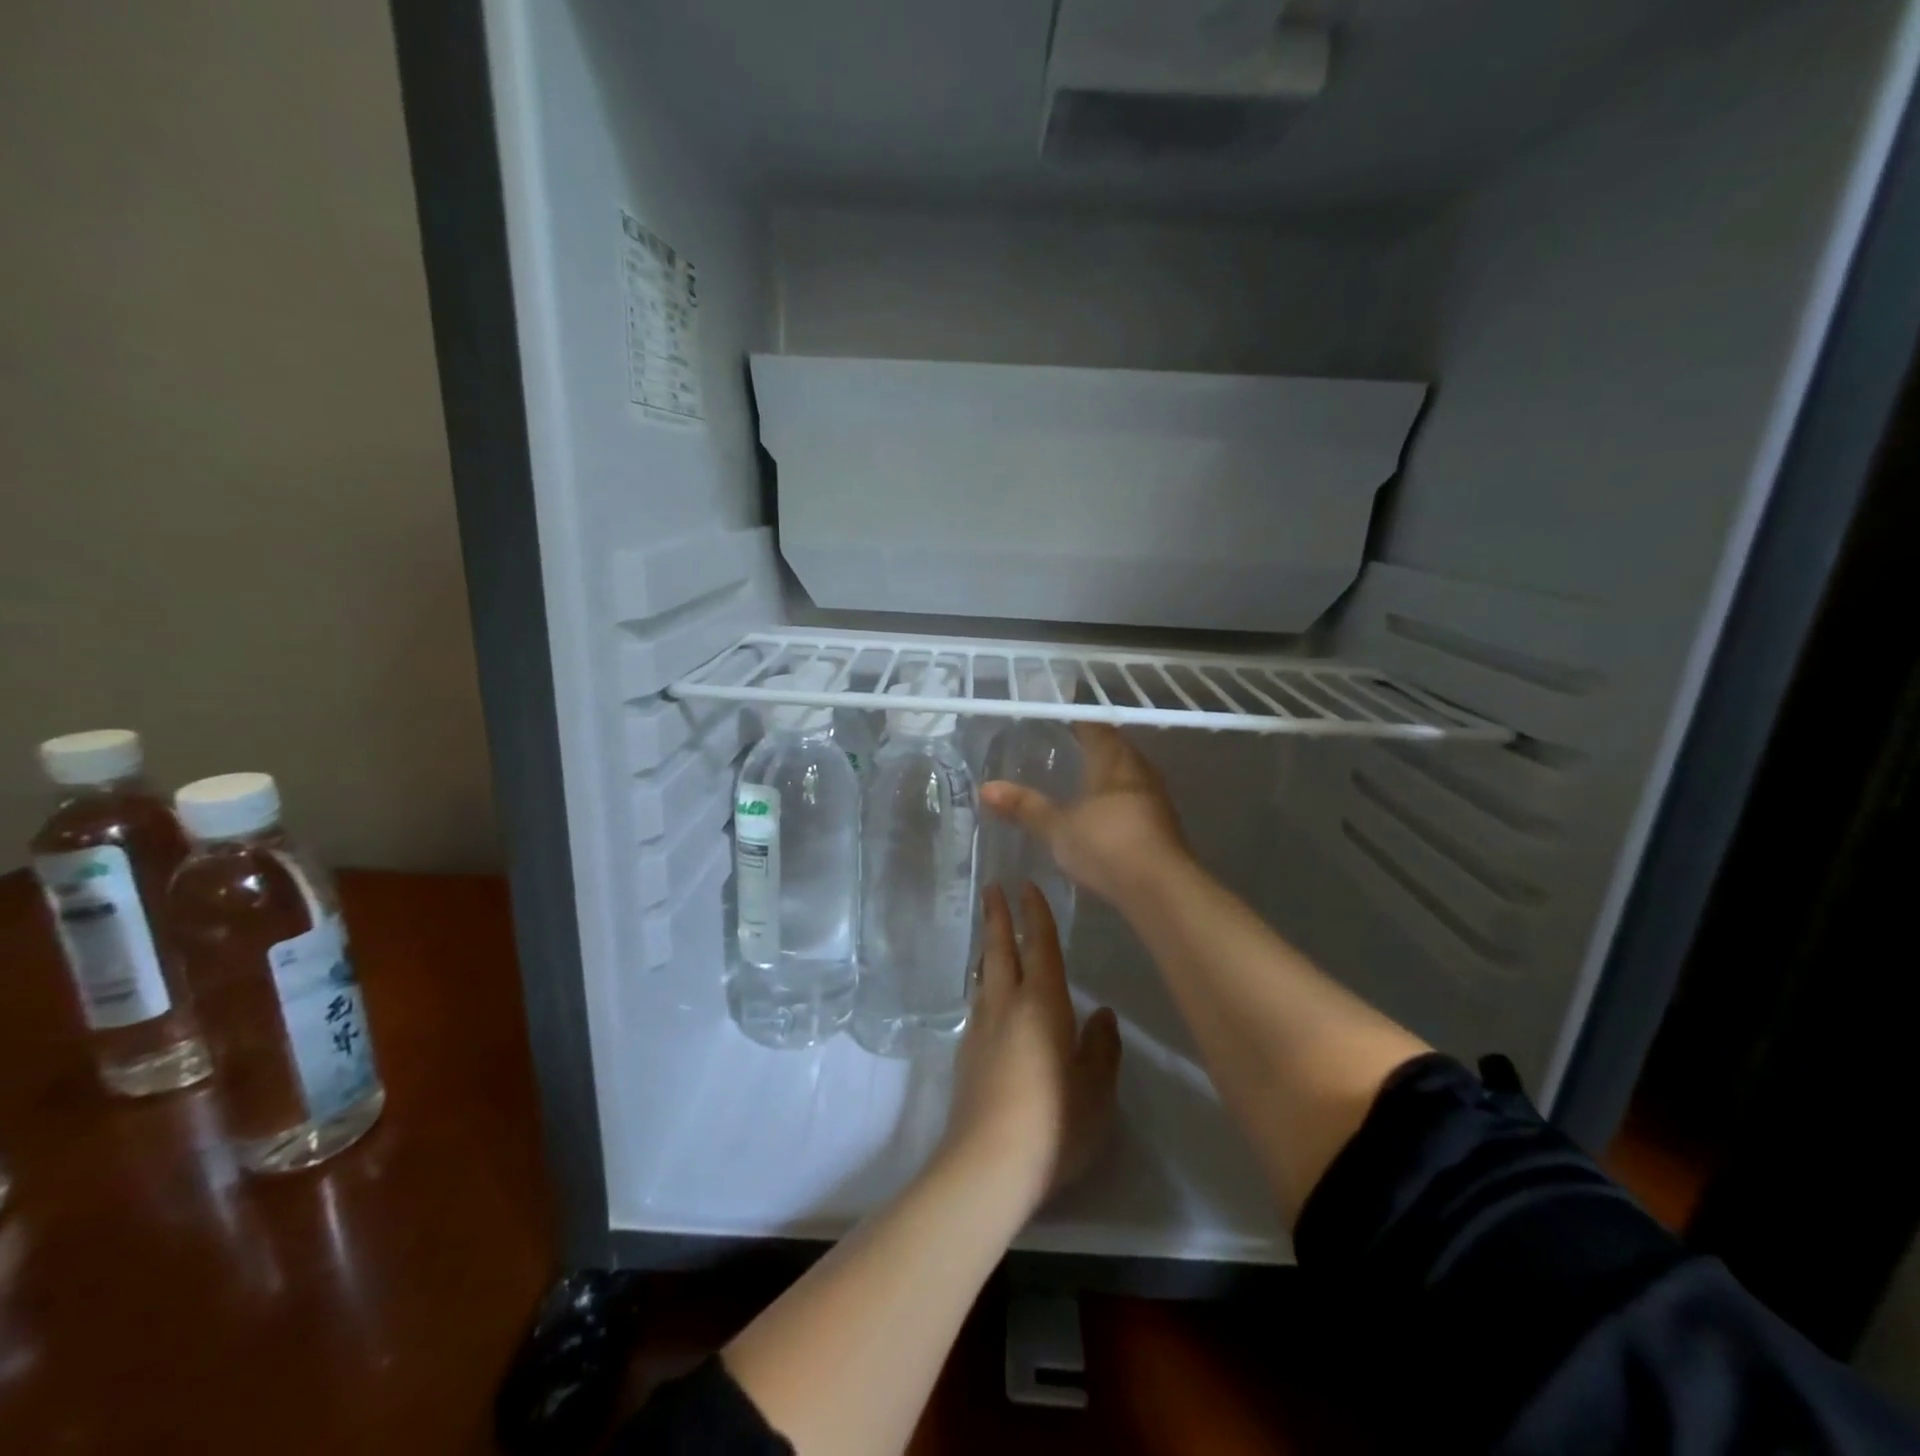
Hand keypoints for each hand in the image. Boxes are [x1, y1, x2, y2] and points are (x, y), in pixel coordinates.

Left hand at [940, 884, 1120, 1210]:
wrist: (987, 1164)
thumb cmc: (1054, 1124)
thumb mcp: (1095, 1089)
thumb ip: (1101, 1048)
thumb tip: (1101, 1013)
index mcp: (1042, 1005)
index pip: (1040, 948)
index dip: (1035, 915)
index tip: (1026, 886)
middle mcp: (1006, 1007)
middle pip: (1000, 951)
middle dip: (998, 917)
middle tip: (991, 888)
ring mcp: (980, 1031)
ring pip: (983, 976)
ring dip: (987, 950)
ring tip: (989, 937)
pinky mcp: (966, 1057)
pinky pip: (976, 1005)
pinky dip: (982, 986)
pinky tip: (987, 1000)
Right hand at [981, 724, 1189, 904]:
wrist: (1161, 889)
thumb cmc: (1106, 845)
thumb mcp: (1057, 827)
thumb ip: (1024, 806)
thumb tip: (985, 788)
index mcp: (1115, 760)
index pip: (1095, 728)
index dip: (1076, 723)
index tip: (1055, 725)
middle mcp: (1139, 770)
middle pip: (1115, 749)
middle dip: (1091, 749)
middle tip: (1062, 752)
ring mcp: (1155, 798)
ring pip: (1127, 775)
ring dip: (1106, 776)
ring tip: (1077, 782)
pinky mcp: (1162, 825)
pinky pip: (1135, 799)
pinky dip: (1116, 800)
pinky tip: (1099, 815)